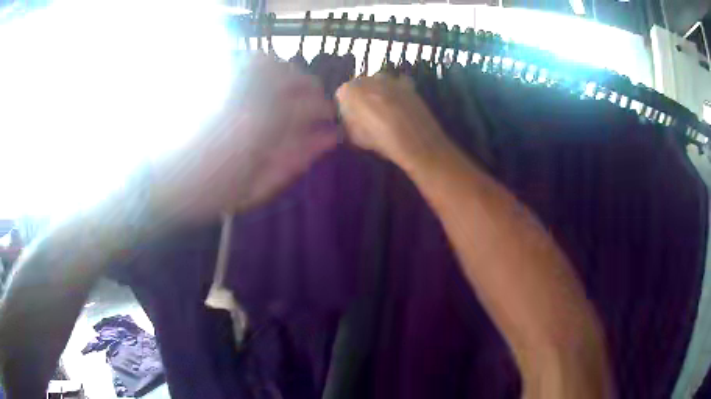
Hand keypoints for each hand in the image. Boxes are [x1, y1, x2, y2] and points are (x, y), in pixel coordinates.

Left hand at [150, 54, 337, 222]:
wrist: (158, 179)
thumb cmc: (207, 192)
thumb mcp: (256, 189)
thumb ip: (295, 160)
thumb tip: (329, 138)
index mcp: (264, 124)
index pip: (311, 105)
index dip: (326, 112)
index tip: (329, 124)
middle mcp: (250, 92)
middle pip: (297, 78)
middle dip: (312, 93)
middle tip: (310, 111)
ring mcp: (230, 80)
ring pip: (276, 63)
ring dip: (289, 78)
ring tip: (287, 96)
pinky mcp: (215, 77)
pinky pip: (249, 59)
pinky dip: (265, 66)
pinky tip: (262, 82)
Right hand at [336, 75, 448, 170]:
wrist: (418, 143)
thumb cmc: (381, 141)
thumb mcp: (354, 138)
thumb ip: (346, 124)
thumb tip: (348, 120)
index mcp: (348, 90)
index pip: (341, 97)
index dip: (346, 110)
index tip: (352, 121)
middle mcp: (367, 78)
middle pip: (359, 87)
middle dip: (362, 99)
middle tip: (369, 118)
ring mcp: (389, 78)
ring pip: (377, 85)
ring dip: (378, 95)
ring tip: (386, 114)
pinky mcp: (407, 83)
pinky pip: (395, 87)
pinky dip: (395, 94)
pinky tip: (400, 109)